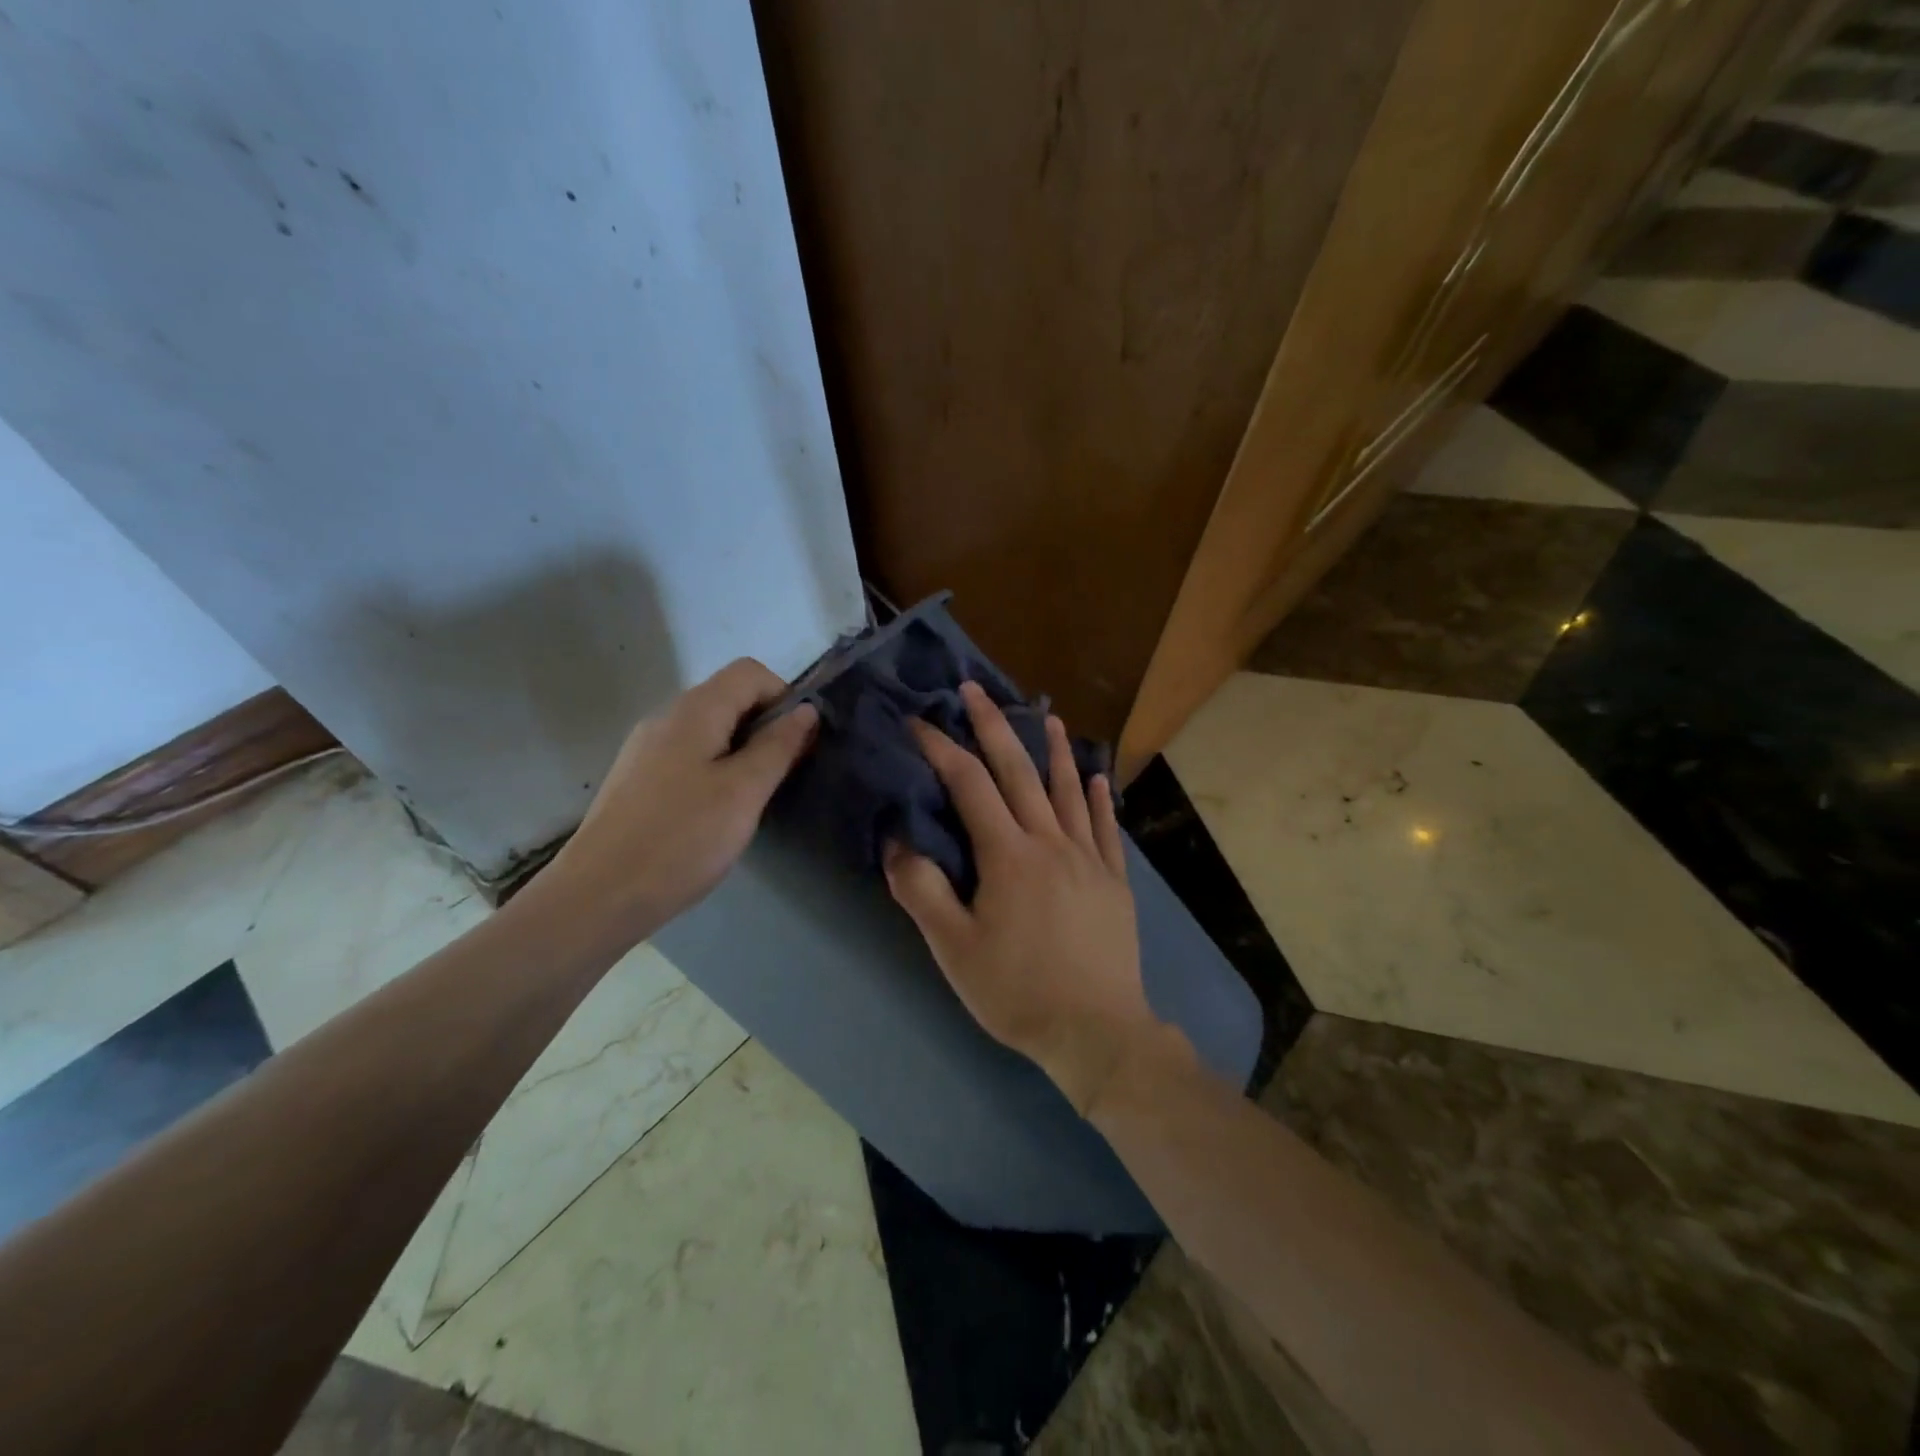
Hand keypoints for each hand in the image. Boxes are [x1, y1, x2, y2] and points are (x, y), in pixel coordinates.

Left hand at [544, 658, 816, 944]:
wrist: (598, 896)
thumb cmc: (681, 839)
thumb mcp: (744, 792)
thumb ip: (778, 746)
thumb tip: (806, 710)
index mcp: (694, 710)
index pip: (750, 672)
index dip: (784, 697)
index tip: (799, 743)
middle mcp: (666, 716)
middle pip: (729, 697)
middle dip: (766, 726)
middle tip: (782, 775)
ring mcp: (647, 747)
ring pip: (710, 729)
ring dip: (742, 750)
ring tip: (752, 798)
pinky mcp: (638, 777)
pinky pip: (688, 755)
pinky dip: (715, 768)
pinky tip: (716, 812)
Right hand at [883, 682, 1167, 1113]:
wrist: (1096, 1031)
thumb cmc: (1017, 991)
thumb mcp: (953, 949)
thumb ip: (921, 891)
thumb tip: (898, 840)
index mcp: (1007, 855)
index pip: (969, 785)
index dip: (941, 749)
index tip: (919, 722)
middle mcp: (1049, 842)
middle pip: (1019, 772)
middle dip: (994, 727)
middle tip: (976, 690)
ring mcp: (1088, 858)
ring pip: (1069, 790)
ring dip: (1055, 750)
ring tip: (1049, 717)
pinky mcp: (1114, 880)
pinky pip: (1107, 828)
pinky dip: (1100, 798)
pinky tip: (1098, 777)